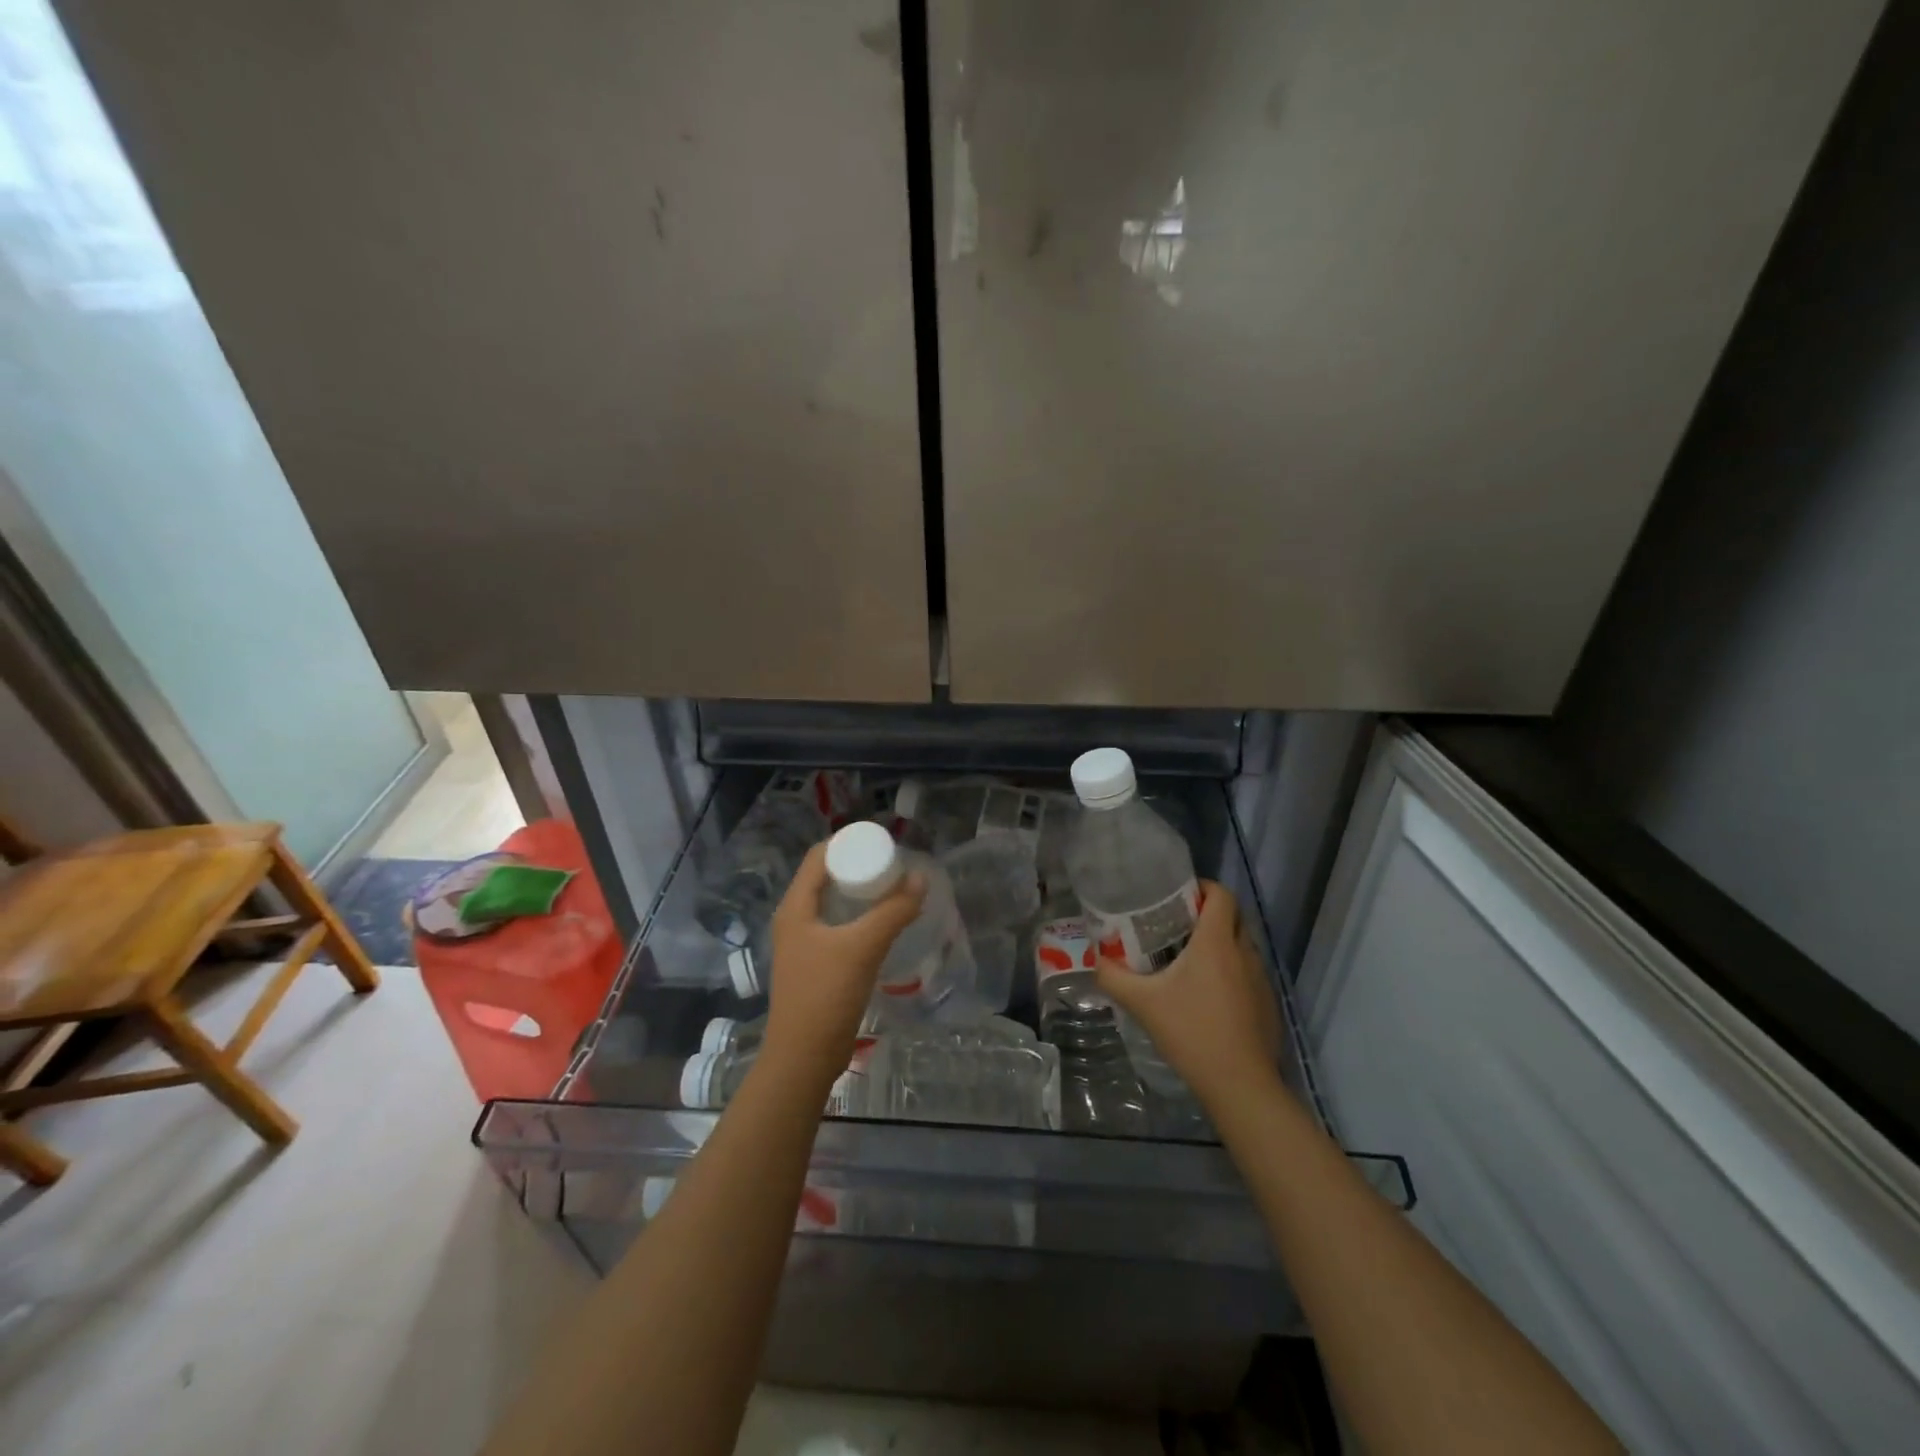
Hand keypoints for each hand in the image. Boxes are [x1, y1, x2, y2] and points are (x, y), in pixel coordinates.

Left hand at [762, 842, 924, 1079]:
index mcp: (795, 907)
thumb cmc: (826, 995)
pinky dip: (860, 918)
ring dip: (861, 894)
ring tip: (895, 890)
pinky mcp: (816, 964)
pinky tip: (884, 924)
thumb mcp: (863, 947)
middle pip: (826, 878)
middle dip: (860, 867)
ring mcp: (804, 944)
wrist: (804, 1058)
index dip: (848, 843)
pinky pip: (839, 927)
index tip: (882, 842)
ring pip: (834, 904)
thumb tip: (921, 877)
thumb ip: (893, 911)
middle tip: (895, 865)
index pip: (818, 857)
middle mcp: (795, 919)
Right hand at [1094, 881, 1283, 1111]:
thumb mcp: (1142, 1003)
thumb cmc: (1191, 1032)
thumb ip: (1113, 977)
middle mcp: (1244, 952)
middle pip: (1232, 916)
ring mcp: (1261, 979)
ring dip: (1220, 944)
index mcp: (1216, 942)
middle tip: (1176, 925)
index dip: (1202, 887)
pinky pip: (1249, 972)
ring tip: (1189, 960)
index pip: (1221, 895)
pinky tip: (1208, 997)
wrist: (1241, 1085)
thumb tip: (1096, 960)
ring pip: (1242, 945)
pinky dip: (1231, 971)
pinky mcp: (1267, 1003)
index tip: (1178, 896)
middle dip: (1207, 914)